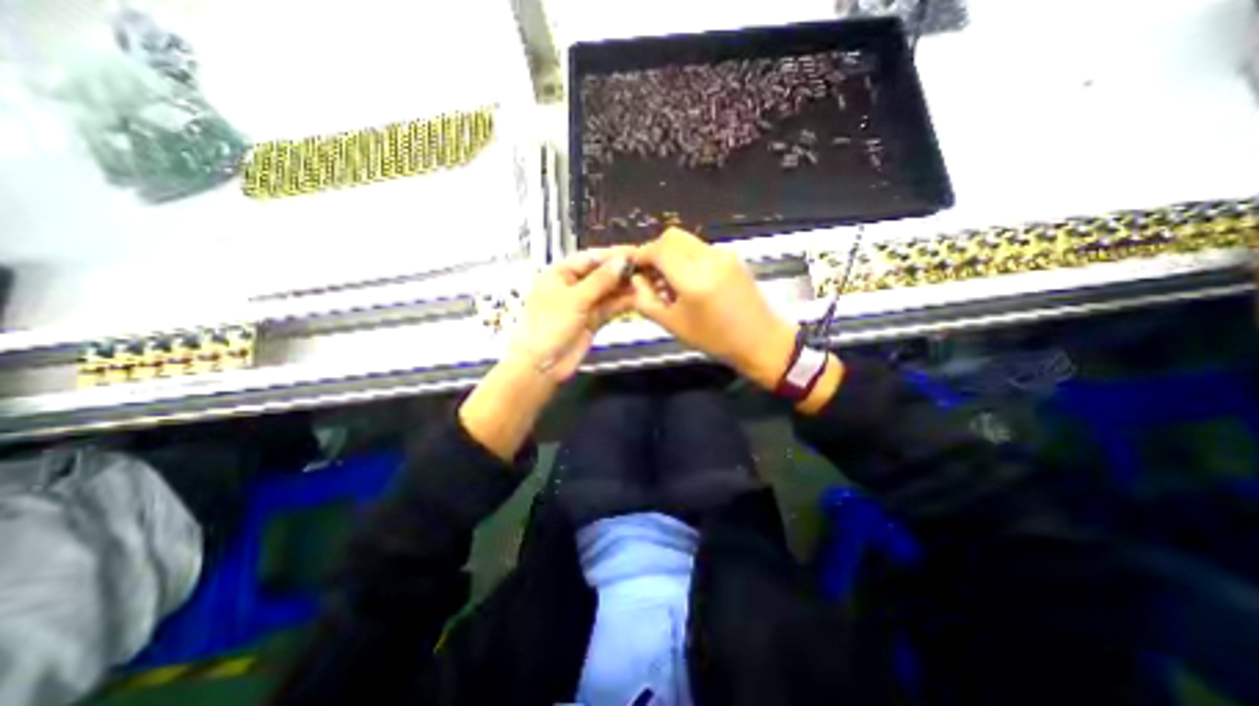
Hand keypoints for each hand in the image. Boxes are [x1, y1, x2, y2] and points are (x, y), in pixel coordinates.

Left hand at [506, 245, 633, 382]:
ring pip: (607, 291)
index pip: (590, 258)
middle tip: (645, 268)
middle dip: (621, 271)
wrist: (543, 365)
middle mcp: (572, 286)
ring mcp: (583, 304)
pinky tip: (638, 298)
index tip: (634, 252)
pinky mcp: (592, 319)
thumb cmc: (549, 327)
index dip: (612, 255)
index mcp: (559, 274)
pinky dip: (622, 303)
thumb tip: (621, 261)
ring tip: (646, 282)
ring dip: (624, 287)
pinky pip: (610, 307)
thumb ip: (600, 280)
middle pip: (601, 274)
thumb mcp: (575, 299)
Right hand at [628, 229, 795, 387]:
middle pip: (672, 237)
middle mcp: (709, 258)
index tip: (635, 269)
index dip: (642, 255)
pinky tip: (689, 281)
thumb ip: (647, 301)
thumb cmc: (715, 339)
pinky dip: (686, 257)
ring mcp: (723, 254)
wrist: (761, 339)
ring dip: (671, 254)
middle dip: (655, 251)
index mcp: (693, 279)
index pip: (659, 249)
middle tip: (650, 275)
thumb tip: (636, 280)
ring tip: (670, 281)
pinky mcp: (732, 256)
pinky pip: (700, 248)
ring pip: (686, 240)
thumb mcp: (673, 325)